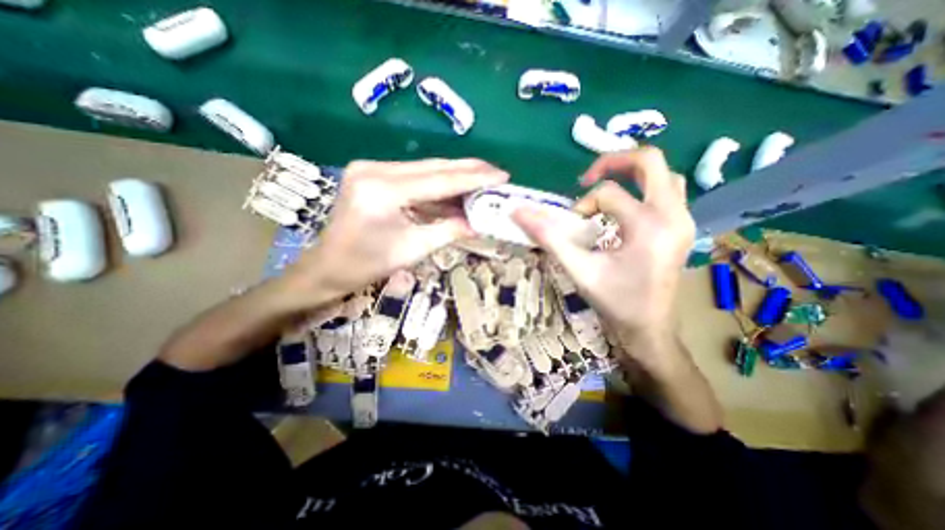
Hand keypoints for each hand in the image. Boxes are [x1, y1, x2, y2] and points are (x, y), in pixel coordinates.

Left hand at [288, 158, 508, 301]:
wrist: (327, 266)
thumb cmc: (366, 265)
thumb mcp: (413, 250)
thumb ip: (448, 231)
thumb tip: (479, 224)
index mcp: (382, 191)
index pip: (439, 180)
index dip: (474, 178)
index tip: (502, 176)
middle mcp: (375, 170)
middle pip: (433, 167)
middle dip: (469, 170)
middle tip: (497, 173)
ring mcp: (372, 168)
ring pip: (425, 169)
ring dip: (455, 177)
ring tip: (483, 182)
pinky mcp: (373, 174)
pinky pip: (414, 176)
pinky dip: (437, 184)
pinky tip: (457, 190)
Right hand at [515, 150, 691, 349]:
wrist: (650, 328)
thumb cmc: (615, 302)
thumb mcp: (579, 269)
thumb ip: (549, 238)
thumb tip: (518, 212)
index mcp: (649, 226)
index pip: (608, 193)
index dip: (583, 205)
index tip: (573, 227)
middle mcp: (674, 215)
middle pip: (649, 161)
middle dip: (613, 162)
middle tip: (587, 178)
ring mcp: (683, 220)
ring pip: (662, 175)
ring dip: (631, 175)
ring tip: (606, 191)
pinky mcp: (682, 227)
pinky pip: (667, 192)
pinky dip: (643, 190)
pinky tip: (624, 209)